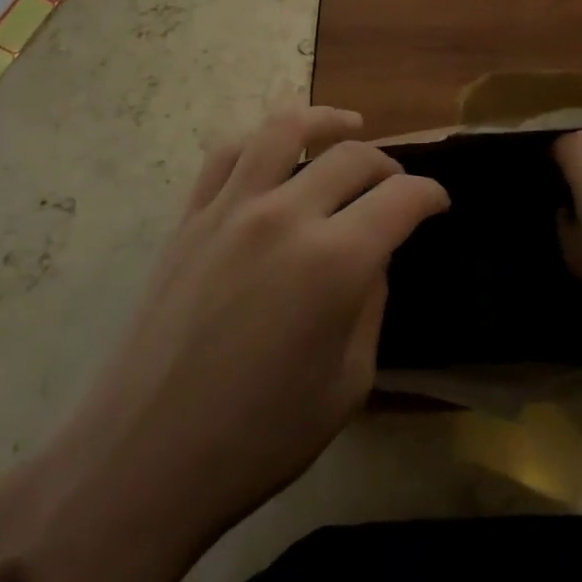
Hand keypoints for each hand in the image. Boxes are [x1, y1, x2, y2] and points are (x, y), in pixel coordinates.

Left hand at [48, 105, 448, 554]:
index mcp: (335, 262)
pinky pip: (227, 154)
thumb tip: (372, 257)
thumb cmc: (257, 439)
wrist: (142, 461)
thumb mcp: (348, 384)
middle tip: (397, 186)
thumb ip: (370, 305)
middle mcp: (286, 217)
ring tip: (347, 126)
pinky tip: (273, 151)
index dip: (429, 195)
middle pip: (352, 157)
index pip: (401, 198)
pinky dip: (260, 140)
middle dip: (388, 165)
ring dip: (326, 121)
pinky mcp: (189, 219)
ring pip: (285, 129)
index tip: (438, 204)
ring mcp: (231, 210)